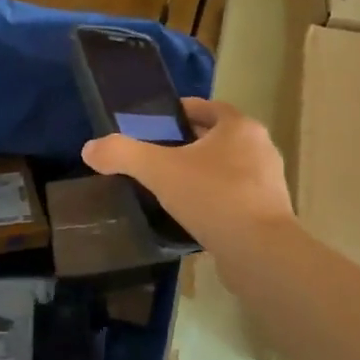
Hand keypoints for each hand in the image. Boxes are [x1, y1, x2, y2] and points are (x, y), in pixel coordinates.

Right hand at [82, 97, 293, 253]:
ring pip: (229, 168)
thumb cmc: (213, 197)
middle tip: (157, 154)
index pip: (208, 107)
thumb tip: (89, 148)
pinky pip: (235, 196)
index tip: (156, 122)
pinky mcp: (269, 213)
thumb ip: (123, 154)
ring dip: (203, 172)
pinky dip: (215, 198)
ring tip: (172, 185)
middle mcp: (260, 148)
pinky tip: (193, 214)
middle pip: (219, 137)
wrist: (259, 252)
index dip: (181, 111)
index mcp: (240, 127)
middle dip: (189, 143)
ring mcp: (268, 182)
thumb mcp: (159, 170)